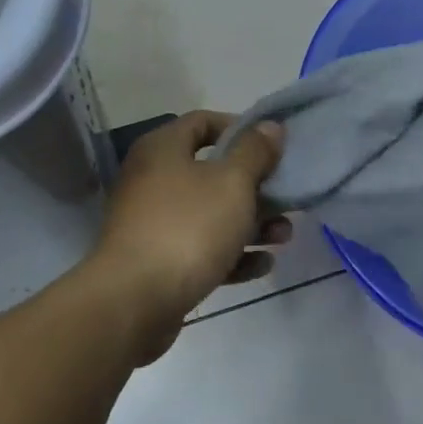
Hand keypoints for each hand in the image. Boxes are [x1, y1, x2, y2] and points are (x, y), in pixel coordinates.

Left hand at [91, 111, 289, 352]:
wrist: (135, 301)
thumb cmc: (188, 228)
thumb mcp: (232, 182)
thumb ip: (255, 152)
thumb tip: (270, 126)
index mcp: (163, 150)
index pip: (203, 122)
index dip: (240, 129)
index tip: (273, 147)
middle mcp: (153, 180)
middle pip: (212, 172)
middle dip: (255, 186)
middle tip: (287, 197)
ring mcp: (154, 223)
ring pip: (211, 214)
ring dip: (251, 223)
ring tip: (284, 236)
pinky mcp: (159, 262)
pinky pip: (202, 250)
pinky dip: (232, 255)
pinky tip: (262, 265)